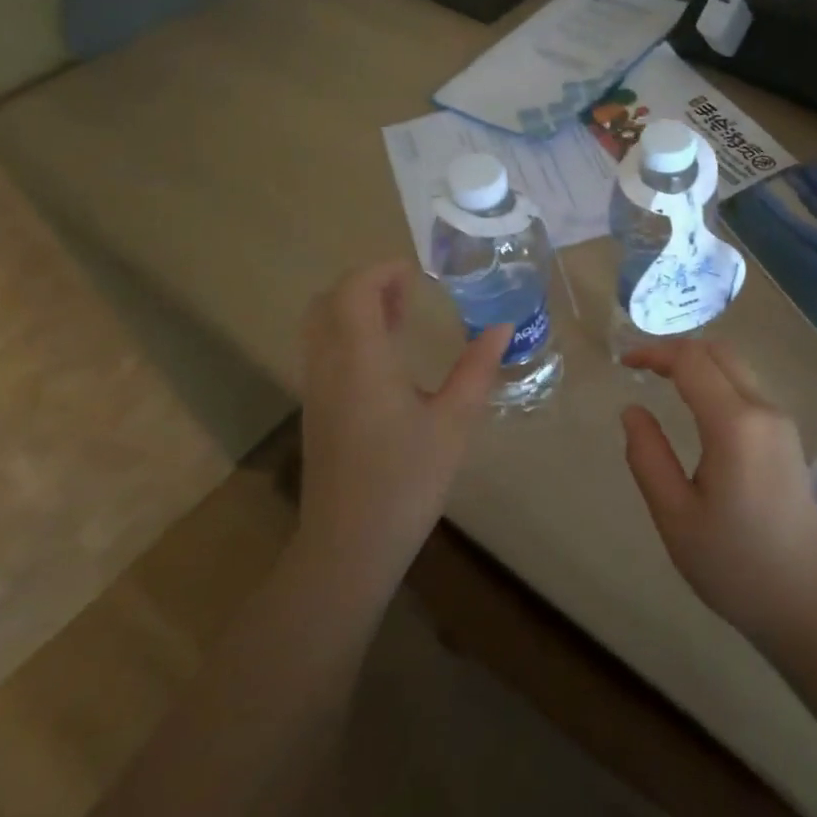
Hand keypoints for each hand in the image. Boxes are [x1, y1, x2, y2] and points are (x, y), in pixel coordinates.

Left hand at [294, 259, 508, 583]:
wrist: (349, 546)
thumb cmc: (406, 479)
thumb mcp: (454, 422)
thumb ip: (477, 370)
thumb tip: (501, 328)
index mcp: (361, 360)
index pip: (354, 290)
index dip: (381, 270)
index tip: (417, 272)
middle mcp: (329, 366)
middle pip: (329, 301)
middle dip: (366, 285)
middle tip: (409, 291)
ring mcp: (316, 390)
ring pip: (321, 327)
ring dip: (355, 310)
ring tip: (401, 318)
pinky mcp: (315, 412)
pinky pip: (323, 352)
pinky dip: (348, 335)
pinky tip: (386, 361)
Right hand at [621, 339, 816, 650]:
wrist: (805, 602)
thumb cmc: (733, 564)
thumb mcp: (675, 515)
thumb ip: (648, 456)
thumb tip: (632, 411)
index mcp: (735, 425)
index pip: (691, 361)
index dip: (654, 352)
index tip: (623, 362)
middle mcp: (764, 410)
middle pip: (719, 352)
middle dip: (677, 349)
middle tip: (641, 366)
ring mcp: (782, 422)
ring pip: (737, 367)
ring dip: (699, 362)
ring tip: (662, 379)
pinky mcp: (788, 437)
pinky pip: (749, 388)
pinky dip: (717, 380)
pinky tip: (696, 404)